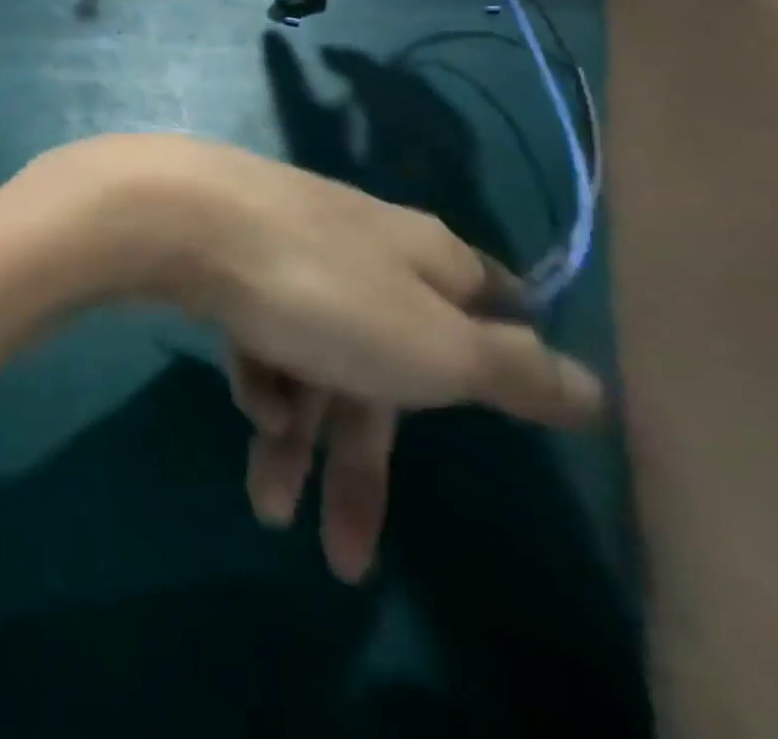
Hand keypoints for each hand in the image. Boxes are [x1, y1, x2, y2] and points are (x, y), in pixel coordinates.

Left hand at [51, 134, 602, 582]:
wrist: (183, 217)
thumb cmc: (321, 289)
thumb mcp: (434, 347)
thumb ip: (512, 372)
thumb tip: (594, 389)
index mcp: (426, 262)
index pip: (490, 304)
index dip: (503, 355)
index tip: (505, 403)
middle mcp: (362, 250)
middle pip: (385, 366)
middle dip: (362, 461)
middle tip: (342, 559)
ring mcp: (288, 250)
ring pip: (313, 357)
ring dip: (297, 436)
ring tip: (267, 506)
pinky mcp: (229, 259)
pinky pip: (261, 330)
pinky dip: (260, 375)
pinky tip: (250, 401)